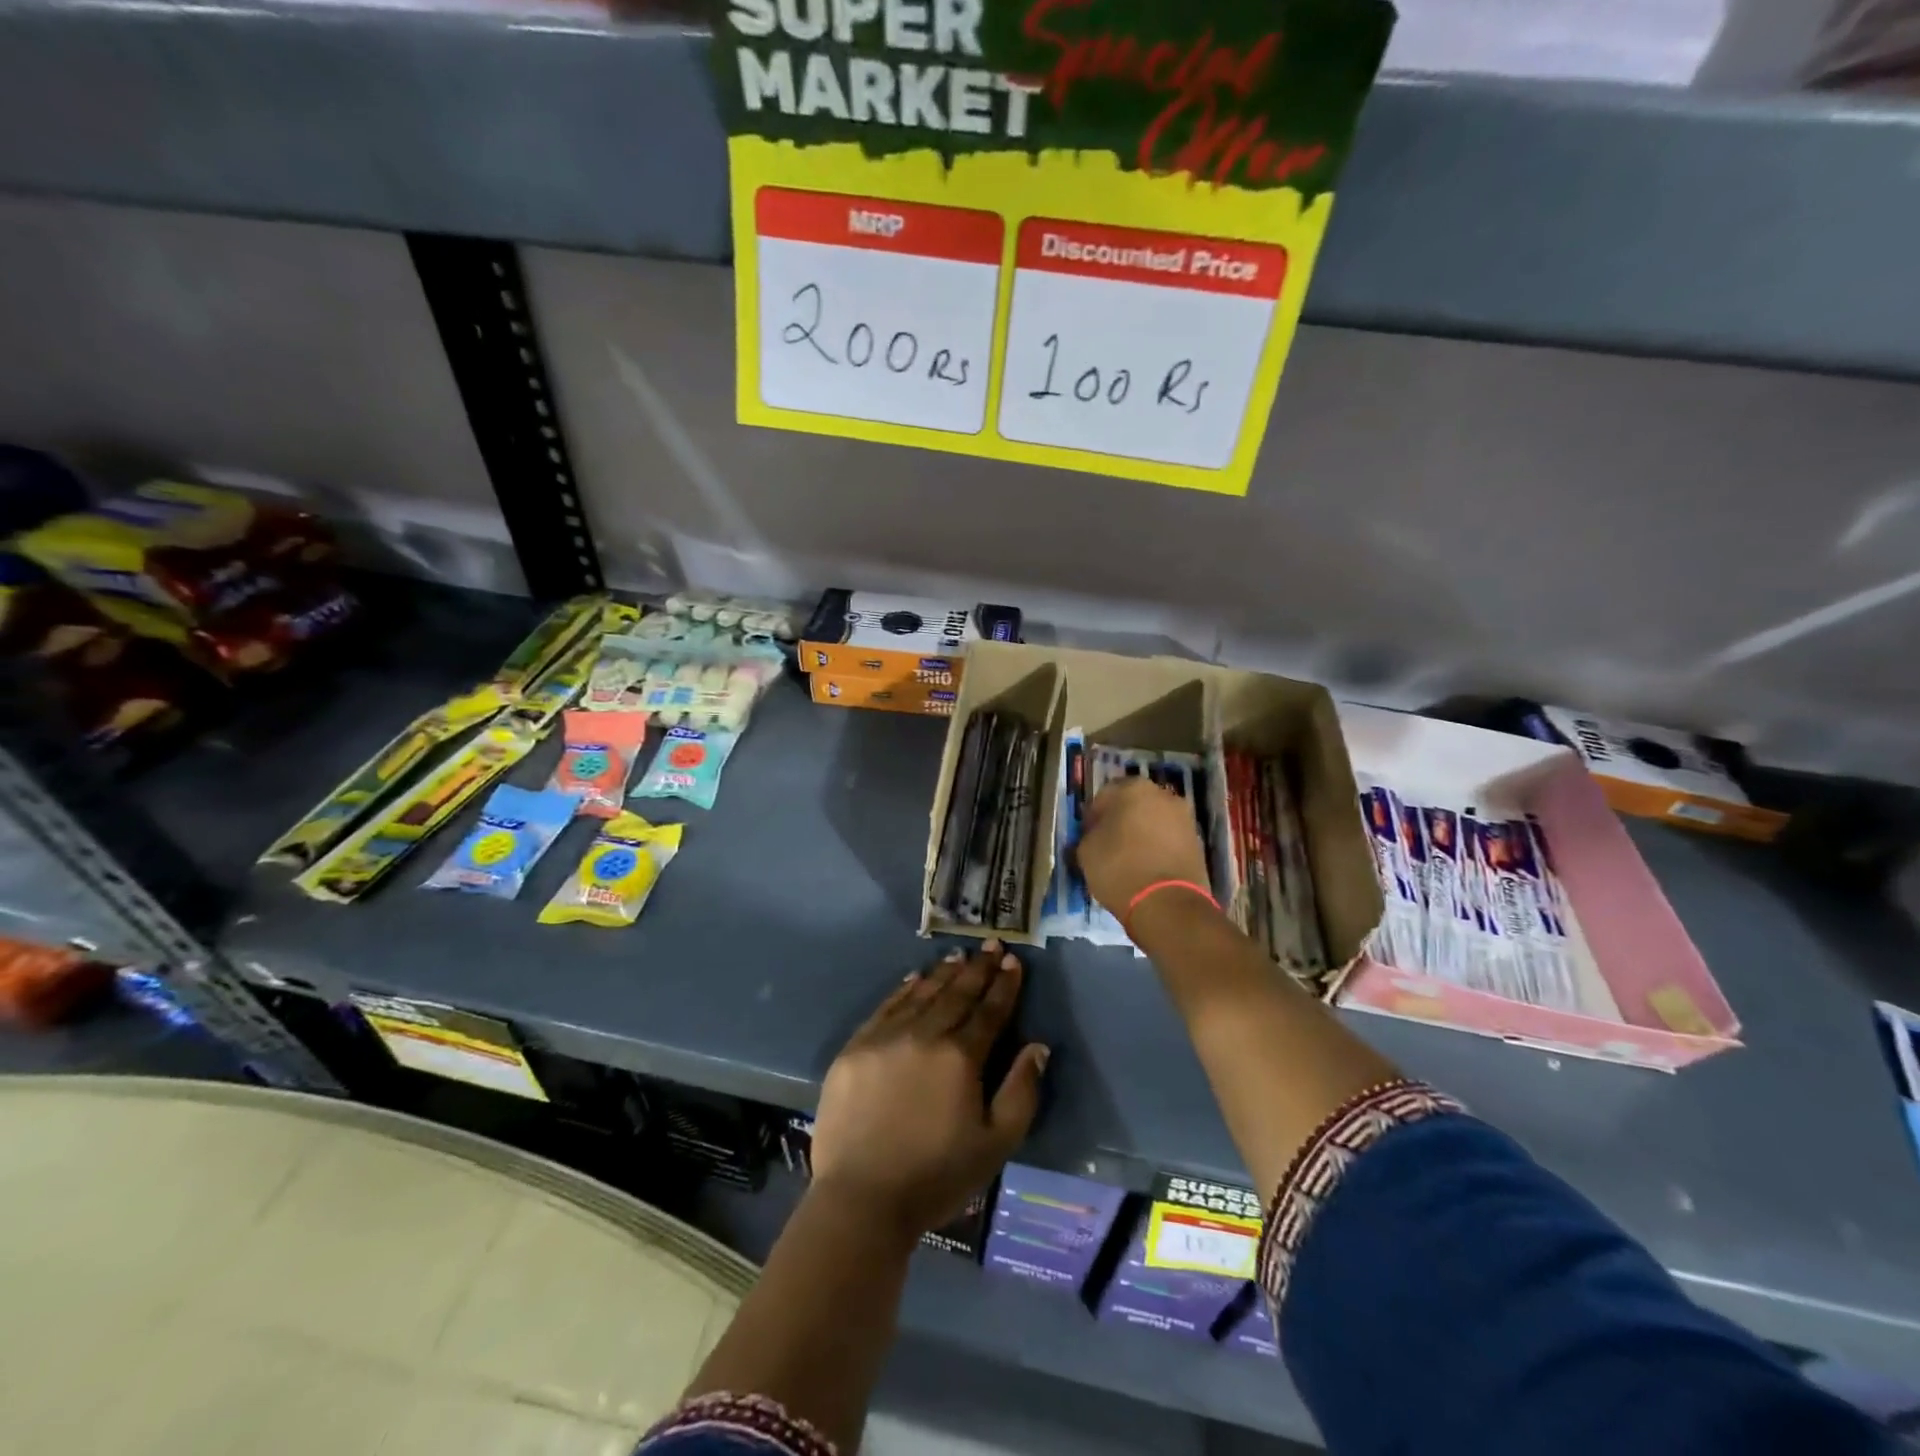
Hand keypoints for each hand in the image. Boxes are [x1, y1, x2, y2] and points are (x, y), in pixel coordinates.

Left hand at [810, 943, 1048, 1240]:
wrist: (861, 1199)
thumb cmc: (937, 1176)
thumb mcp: (996, 1144)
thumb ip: (1021, 1092)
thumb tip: (1037, 1047)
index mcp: (960, 1057)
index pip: (989, 1011)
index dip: (1004, 986)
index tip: (1014, 962)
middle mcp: (924, 1035)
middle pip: (957, 994)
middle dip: (978, 969)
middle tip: (992, 946)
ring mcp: (885, 1037)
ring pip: (922, 994)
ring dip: (944, 973)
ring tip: (960, 956)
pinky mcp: (855, 1047)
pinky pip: (886, 1007)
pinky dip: (904, 990)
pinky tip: (915, 978)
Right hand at [1077, 776, 1212, 914]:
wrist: (1168, 904)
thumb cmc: (1120, 868)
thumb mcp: (1086, 851)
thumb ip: (1089, 835)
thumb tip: (1095, 835)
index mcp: (1132, 788)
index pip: (1103, 796)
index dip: (1092, 817)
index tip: (1087, 836)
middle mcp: (1162, 795)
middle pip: (1133, 805)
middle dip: (1120, 821)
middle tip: (1107, 845)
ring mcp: (1184, 817)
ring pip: (1153, 821)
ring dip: (1140, 834)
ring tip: (1128, 859)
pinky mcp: (1197, 841)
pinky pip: (1169, 839)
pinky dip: (1158, 848)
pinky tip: (1147, 868)